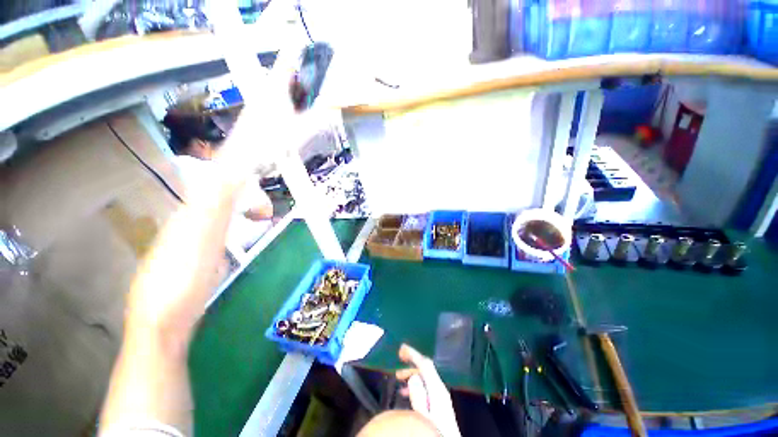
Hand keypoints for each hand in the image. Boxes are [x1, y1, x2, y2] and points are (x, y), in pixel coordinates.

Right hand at [395, 344, 460, 436]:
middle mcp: (440, 389)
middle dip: (411, 362)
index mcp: (437, 389)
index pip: (425, 364)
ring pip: (425, 377)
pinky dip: (415, 384)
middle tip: (398, 359)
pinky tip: (407, 392)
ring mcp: (441, 396)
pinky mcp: (439, 404)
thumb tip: (413, 376)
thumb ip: (418, 396)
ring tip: (399, 377)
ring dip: (411, 373)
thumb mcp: (423, 416)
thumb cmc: (435, 431)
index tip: (401, 348)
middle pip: (426, 369)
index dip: (413, 353)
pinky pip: (426, 387)